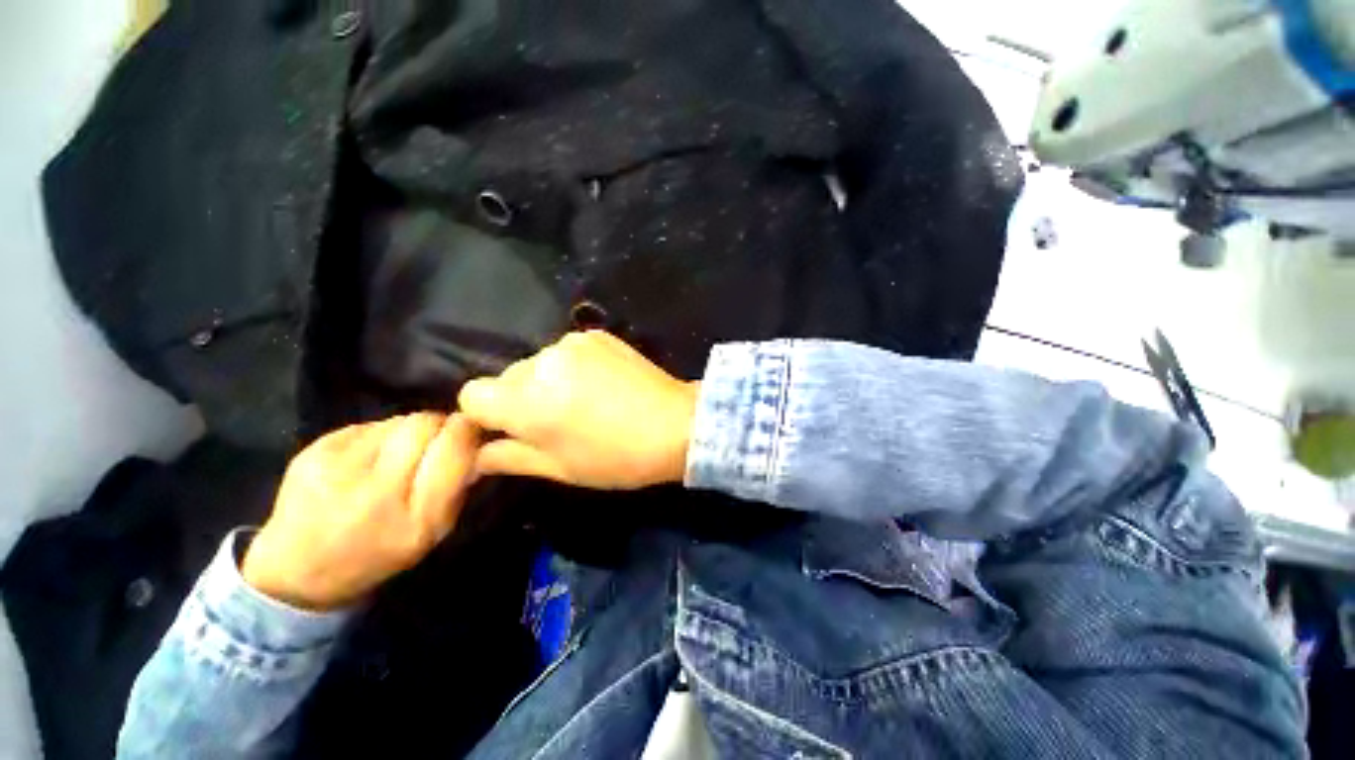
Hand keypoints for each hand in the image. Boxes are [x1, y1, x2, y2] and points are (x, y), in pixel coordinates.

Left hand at [242, 413, 478, 610]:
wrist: (298, 571)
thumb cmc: (380, 553)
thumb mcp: (435, 532)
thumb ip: (459, 486)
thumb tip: (476, 441)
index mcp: (417, 518)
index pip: (454, 447)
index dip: (467, 430)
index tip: (471, 431)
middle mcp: (376, 492)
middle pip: (425, 424)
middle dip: (439, 425)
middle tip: (437, 438)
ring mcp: (338, 470)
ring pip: (397, 420)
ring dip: (409, 430)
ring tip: (399, 454)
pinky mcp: (312, 453)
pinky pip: (367, 425)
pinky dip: (379, 435)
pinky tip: (369, 458)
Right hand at [458, 331, 699, 489]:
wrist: (677, 424)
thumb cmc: (617, 458)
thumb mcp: (560, 469)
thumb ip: (509, 458)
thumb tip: (475, 456)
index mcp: (526, 401)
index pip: (472, 394)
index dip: (485, 416)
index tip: (512, 430)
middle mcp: (542, 362)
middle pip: (506, 377)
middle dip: (520, 399)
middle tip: (556, 422)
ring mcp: (571, 342)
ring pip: (536, 363)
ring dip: (546, 382)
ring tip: (583, 402)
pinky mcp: (596, 334)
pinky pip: (566, 351)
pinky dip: (571, 367)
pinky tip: (600, 384)